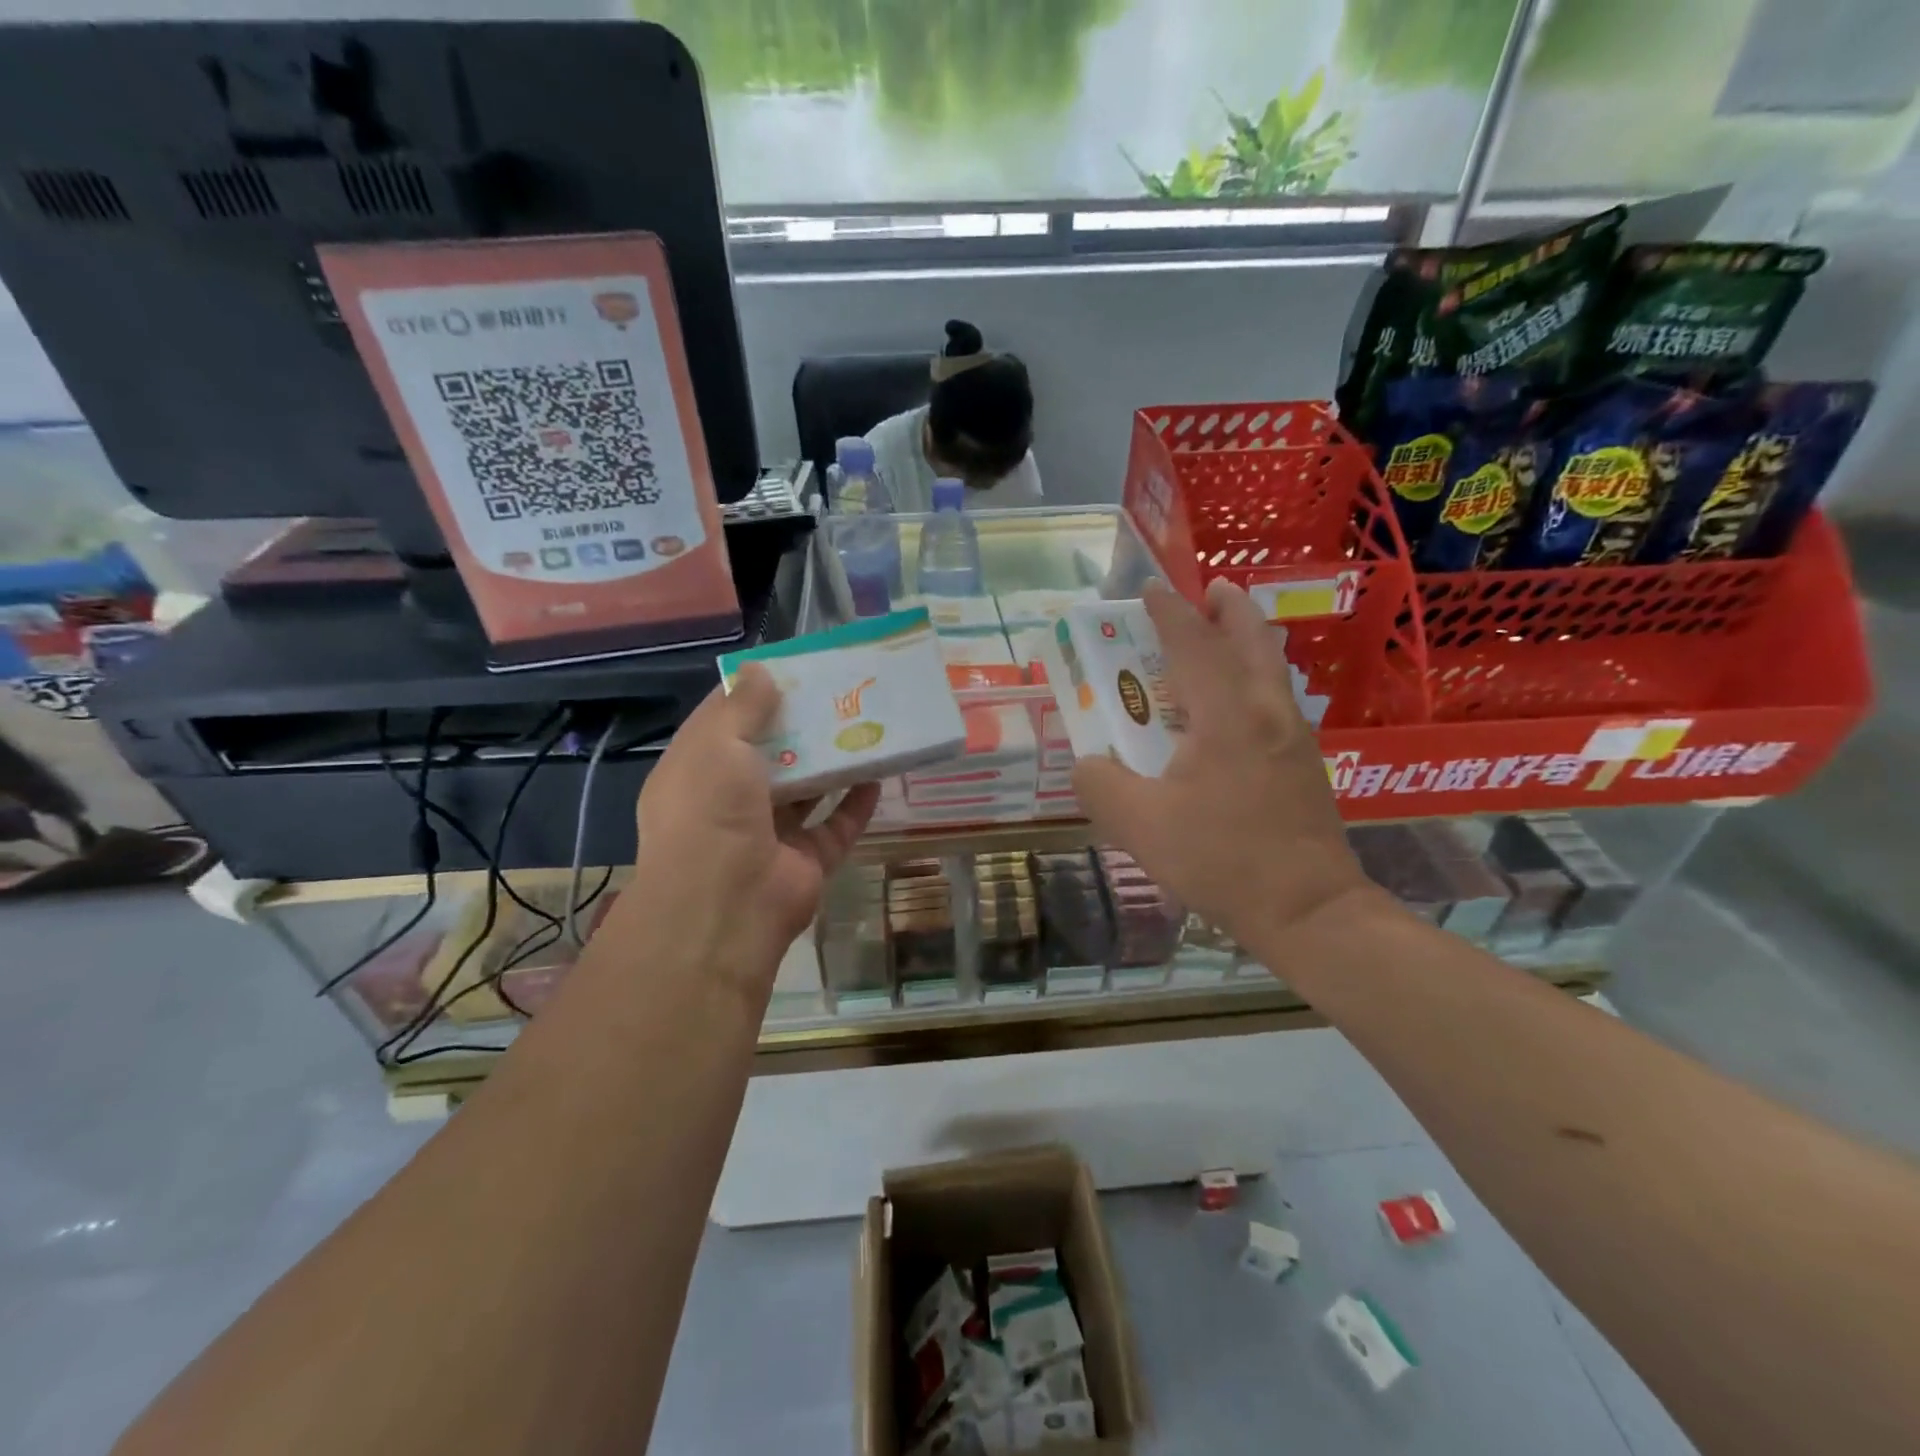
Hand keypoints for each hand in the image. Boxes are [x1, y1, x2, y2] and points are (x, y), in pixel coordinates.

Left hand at [632, 664, 877, 992]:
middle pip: (770, 755)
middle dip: (800, 725)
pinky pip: (836, 826)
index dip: (753, 694)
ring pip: (806, 790)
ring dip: (831, 762)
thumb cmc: (711, 813)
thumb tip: (760, 670)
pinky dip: (855, 803)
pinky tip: (877, 774)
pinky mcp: (805, 861)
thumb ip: (741, 707)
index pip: (723, 722)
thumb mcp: (718, 745)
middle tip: (838, 692)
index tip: (790, 668)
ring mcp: (770, 834)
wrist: (726, 908)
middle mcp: (729, 801)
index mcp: (696, 772)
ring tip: (864, 724)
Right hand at [1072, 579, 1374, 947]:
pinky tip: (1229, 709)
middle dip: (1227, 607)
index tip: (1148, 590)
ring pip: (1270, 668)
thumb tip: (1088, 763)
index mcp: (1226, 715)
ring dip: (1243, 641)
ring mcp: (1294, 737)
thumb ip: (1100, 784)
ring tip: (1216, 638)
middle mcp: (1267, 712)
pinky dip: (1251, 678)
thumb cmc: (1222, 860)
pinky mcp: (1305, 764)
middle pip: (1252, 638)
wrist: (1309, 911)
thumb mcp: (1139, 825)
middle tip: (1206, 591)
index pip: (1194, 643)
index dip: (1168, 612)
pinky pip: (1274, 699)